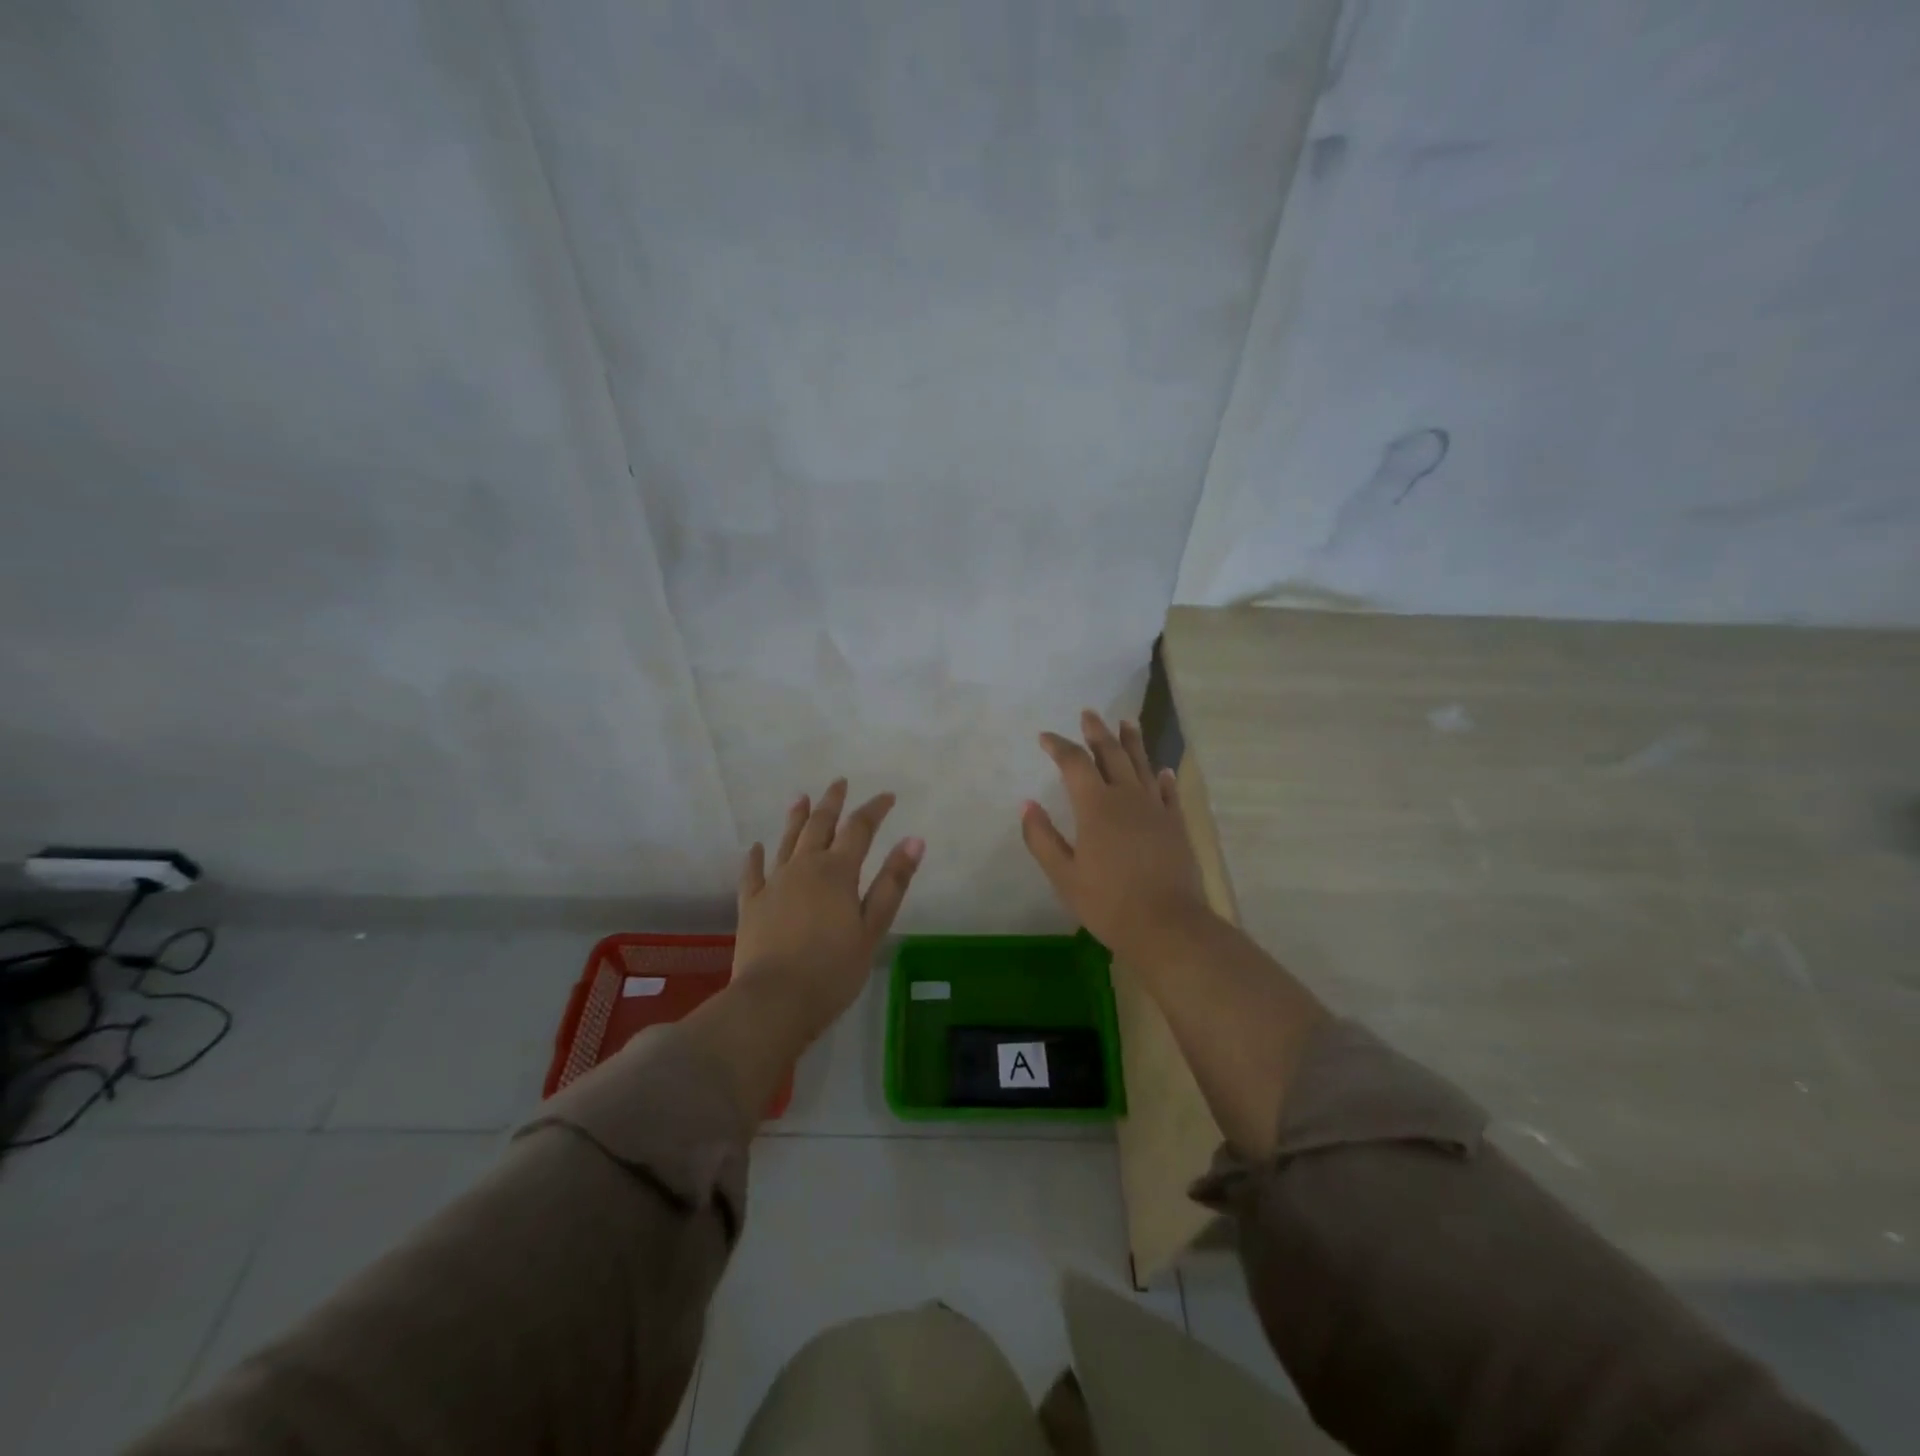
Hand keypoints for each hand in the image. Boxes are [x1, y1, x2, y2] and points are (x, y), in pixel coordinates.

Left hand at [733, 778, 925, 1041]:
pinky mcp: (751, 905)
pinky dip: (755, 857)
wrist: (774, 1001)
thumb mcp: (872, 928)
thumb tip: (915, 839)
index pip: (859, 829)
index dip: (874, 810)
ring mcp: (774, 884)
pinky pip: (752, 873)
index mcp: (837, 872)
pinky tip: (755, 847)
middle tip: (839, 783)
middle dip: (832, 803)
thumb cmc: (833, 969)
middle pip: (819, 826)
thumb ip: (892, 882)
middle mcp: (804, 867)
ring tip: (801, 798)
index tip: (887, 796)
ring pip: (786, 841)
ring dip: (796, 818)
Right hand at [1020, 711, 1212, 962]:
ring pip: (1142, 765)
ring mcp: (1156, 809)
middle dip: (1097, 732)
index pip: (1074, 763)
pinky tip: (1161, 770)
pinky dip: (1162, 777)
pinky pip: (1168, 792)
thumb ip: (1042, 837)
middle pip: (1111, 754)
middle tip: (1089, 714)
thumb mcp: (1063, 875)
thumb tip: (1027, 804)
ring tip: (1126, 722)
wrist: (1167, 925)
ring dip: (1132, 742)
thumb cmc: (1108, 902)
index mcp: (1096, 806)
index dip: (1058, 745)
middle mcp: (1127, 797)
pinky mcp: (1176, 825)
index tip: (1045, 737)